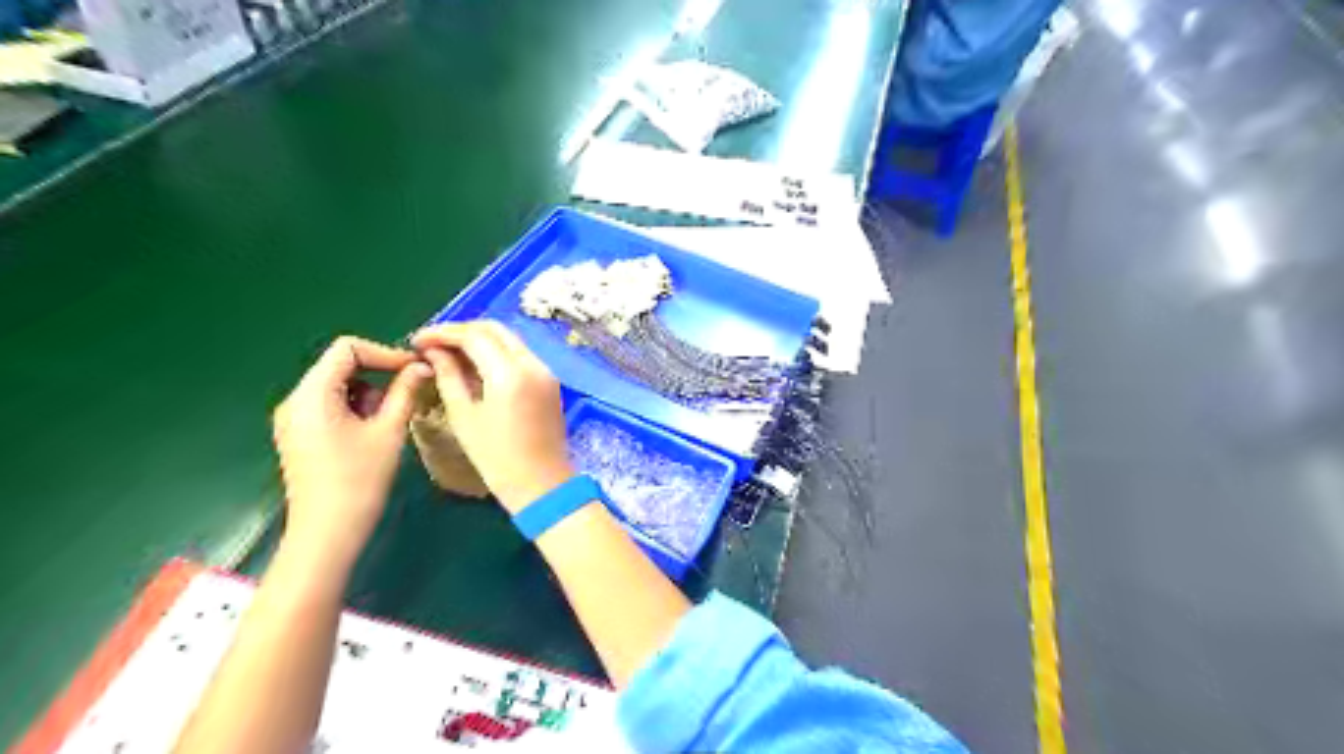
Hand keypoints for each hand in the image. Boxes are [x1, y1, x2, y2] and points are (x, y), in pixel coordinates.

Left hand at [266, 337, 423, 568]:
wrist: (327, 532)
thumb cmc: (360, 479)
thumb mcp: (389, 431)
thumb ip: (406, 391)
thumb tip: (421, 366)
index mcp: (313, 394)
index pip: (347, 349)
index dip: (384, 352)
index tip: (414, 369)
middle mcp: (296, 400)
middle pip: (340, 365)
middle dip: (378, 375)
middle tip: (408, 396)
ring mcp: (293, 419)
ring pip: (337, 385)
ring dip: (369, 393)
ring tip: (389, 422)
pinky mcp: (299, 435)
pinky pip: (329, 405)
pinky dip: (355, 408)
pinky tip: (372, 433)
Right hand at [413, 320, 574, 514]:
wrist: (542, 483)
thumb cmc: (497, 458)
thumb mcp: (464, 417)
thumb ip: (449, 377)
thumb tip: (434, 352)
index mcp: (510, 373)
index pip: (474, 336)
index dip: (443, 333)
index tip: (417, 340)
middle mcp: (532, 364)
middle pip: (495, 329)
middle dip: (462, 330)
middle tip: (433, 343)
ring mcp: (545, 371)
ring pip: (510, 340)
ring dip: (480, 339)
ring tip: (449, 352)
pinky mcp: (550, 381)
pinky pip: (521, 355)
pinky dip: (497, 352)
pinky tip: (475, 365)